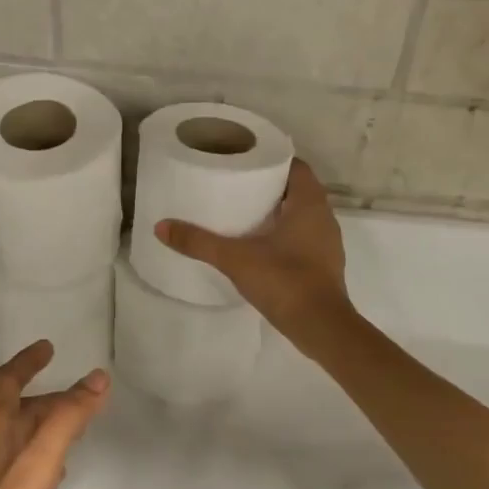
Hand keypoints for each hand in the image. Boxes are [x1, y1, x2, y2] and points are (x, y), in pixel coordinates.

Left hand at [0, 342, 109, 488]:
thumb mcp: (40, 462)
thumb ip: (68, 419)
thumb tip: (97, 377)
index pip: (6, 383)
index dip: (26, 362)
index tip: (49, 347)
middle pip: (18, 409)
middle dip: (49, 396)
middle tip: (85, 395)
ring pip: (24, 438)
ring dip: (50, 424)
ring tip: (81, 426)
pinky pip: (27, 466)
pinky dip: (48, 456)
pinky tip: (61, 473)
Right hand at [156, 158, 353, 354]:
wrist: (320, 327)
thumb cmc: (284, 280)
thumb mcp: (235, 258)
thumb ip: (198, 242)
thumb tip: (161, 227)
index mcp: (309, 203)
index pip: (296, 166)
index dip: (273, 161)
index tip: (246, 162)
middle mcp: (324, 217)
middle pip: (297, 190)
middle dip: (270, 186)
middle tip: (237, 186)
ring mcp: (327, 243)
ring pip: (302, 215)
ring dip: (278, 212)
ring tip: (244, 213)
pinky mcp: (324, 265)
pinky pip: (304, 238)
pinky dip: (284, 235)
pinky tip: (260, 246)